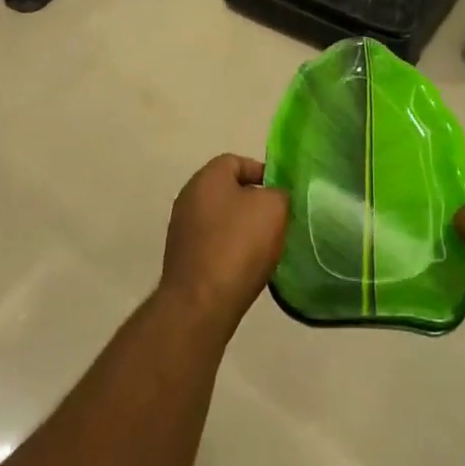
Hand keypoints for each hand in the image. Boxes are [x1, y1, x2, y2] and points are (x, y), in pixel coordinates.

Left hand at [158, 155, 289, 332]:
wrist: (201, 304)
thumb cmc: (238, 245)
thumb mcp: (274, 208)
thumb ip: (279, 194)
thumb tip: (273, 198)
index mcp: (207, 177)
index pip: (237, 161)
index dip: (263, 173)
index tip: (283, 194)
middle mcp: (189, 197)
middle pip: (228, 191)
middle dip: (254, 203)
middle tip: (278, 220)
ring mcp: (182, 229)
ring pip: (221, 219)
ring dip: (243, 228)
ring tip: (266, 246)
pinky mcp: (182, 258)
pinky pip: (213, 244)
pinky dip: (230, 250)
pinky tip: (246, 267)